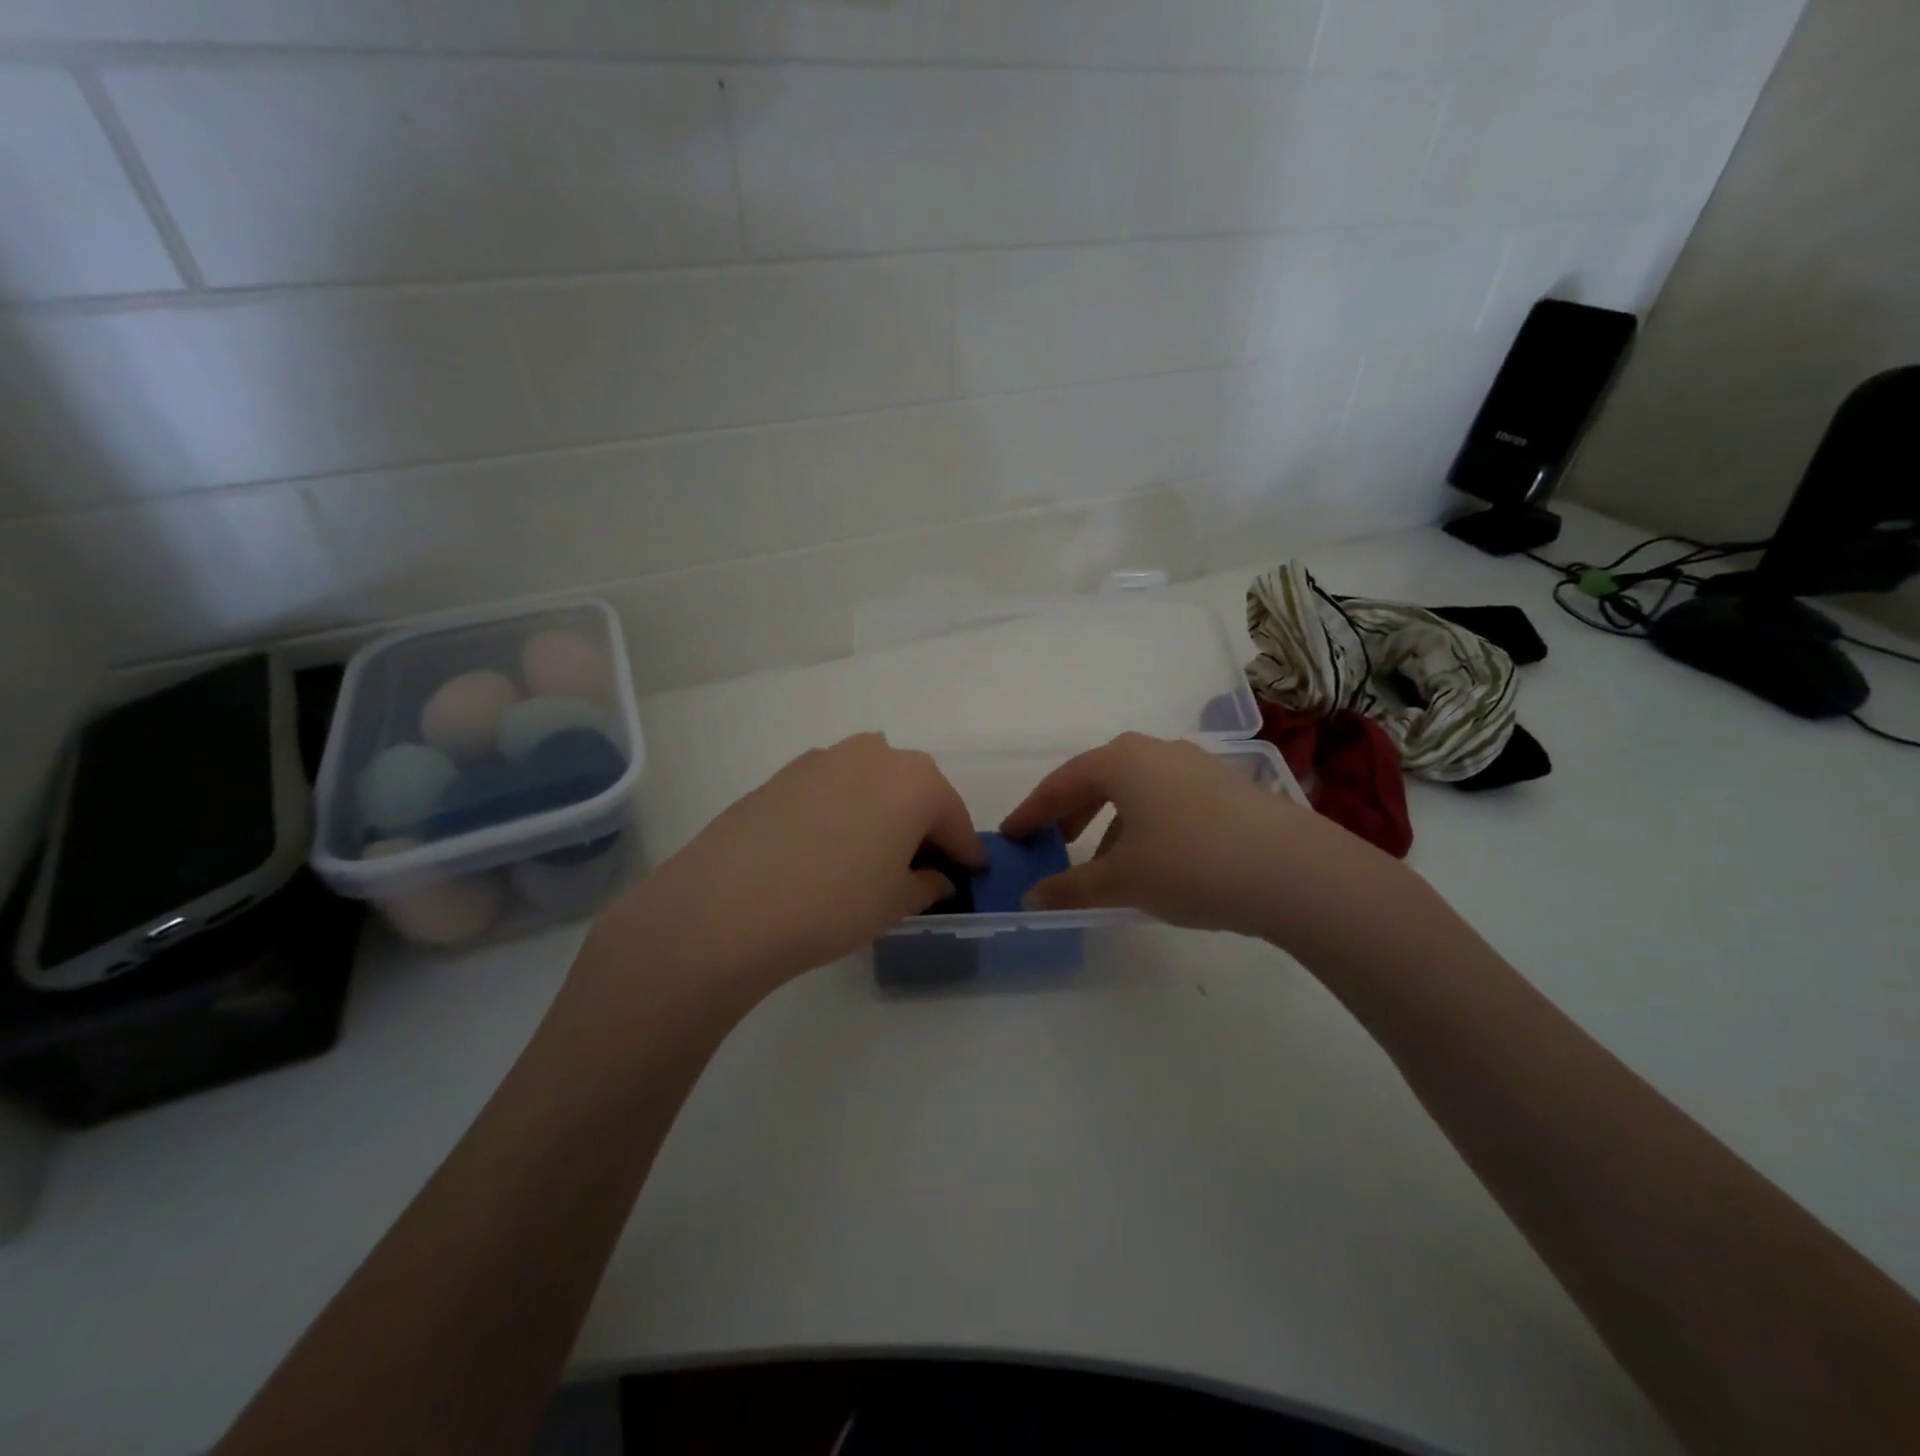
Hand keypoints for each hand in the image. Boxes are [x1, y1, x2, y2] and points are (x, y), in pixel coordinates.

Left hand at [584, 734, 985, 999]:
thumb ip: (927, 884)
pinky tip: (827, 847)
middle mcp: (874, 754)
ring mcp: (824, 758)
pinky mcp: (784, 772)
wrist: (727, 905)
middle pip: (914, 791)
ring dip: (882, 812)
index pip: (954, 818)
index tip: (972, 874)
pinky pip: (832, 789)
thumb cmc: (834, 903)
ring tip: (872, 855)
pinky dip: (843, 811)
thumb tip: (937, 878)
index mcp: (915, 780)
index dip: (965, 851)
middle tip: (922, 866)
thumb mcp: (895, 902)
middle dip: (924, 825)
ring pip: (871, 784)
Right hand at [1001, 732, 1403, 946]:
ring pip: (1135, 789)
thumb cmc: (1191, 865)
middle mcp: (1156, 751)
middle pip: (1098, 778)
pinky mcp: (1227, 787)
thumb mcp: (1122, 881)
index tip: (1010, 835)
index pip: (1061, 783)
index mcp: (1121, 761)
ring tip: (1103, 861)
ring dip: (1109, 820)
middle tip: (1051, 843)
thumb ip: (1071, 888)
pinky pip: (1167, 799)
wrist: (1295, 872)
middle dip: (1070, 812)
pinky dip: (1145, 823)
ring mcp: (1196, 765)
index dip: (1031, 812)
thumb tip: (1031, 897)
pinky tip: (1154, 859)